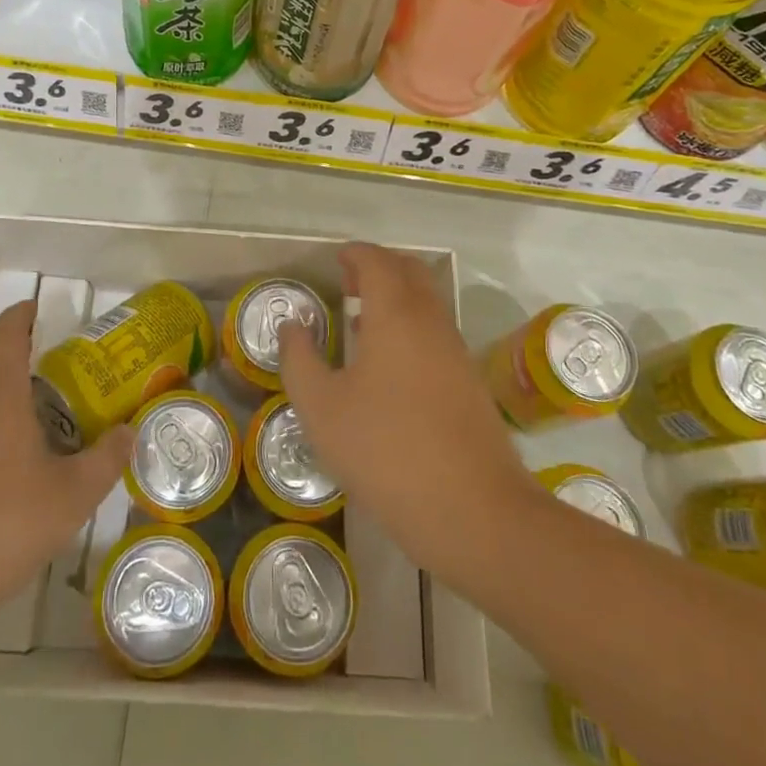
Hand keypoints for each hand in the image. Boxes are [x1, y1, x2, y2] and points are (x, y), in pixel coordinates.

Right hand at [280, 244, 539, 585]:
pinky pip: (436, 332)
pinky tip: (389, 364)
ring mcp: (456, 352)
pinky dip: (411, 326)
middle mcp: (431, 321)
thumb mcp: (322, 409)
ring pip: (427, 303)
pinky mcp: (470, 382)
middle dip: (379, 268)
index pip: (377, 262)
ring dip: (397, 298)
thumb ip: (300, 360)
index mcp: (395, 314)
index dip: (356, 254)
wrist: (473, 510)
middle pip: (410, 273)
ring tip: (362, 320)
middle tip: (348, 283)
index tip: (337, 259)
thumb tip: (292, 326)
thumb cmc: (386, 451)